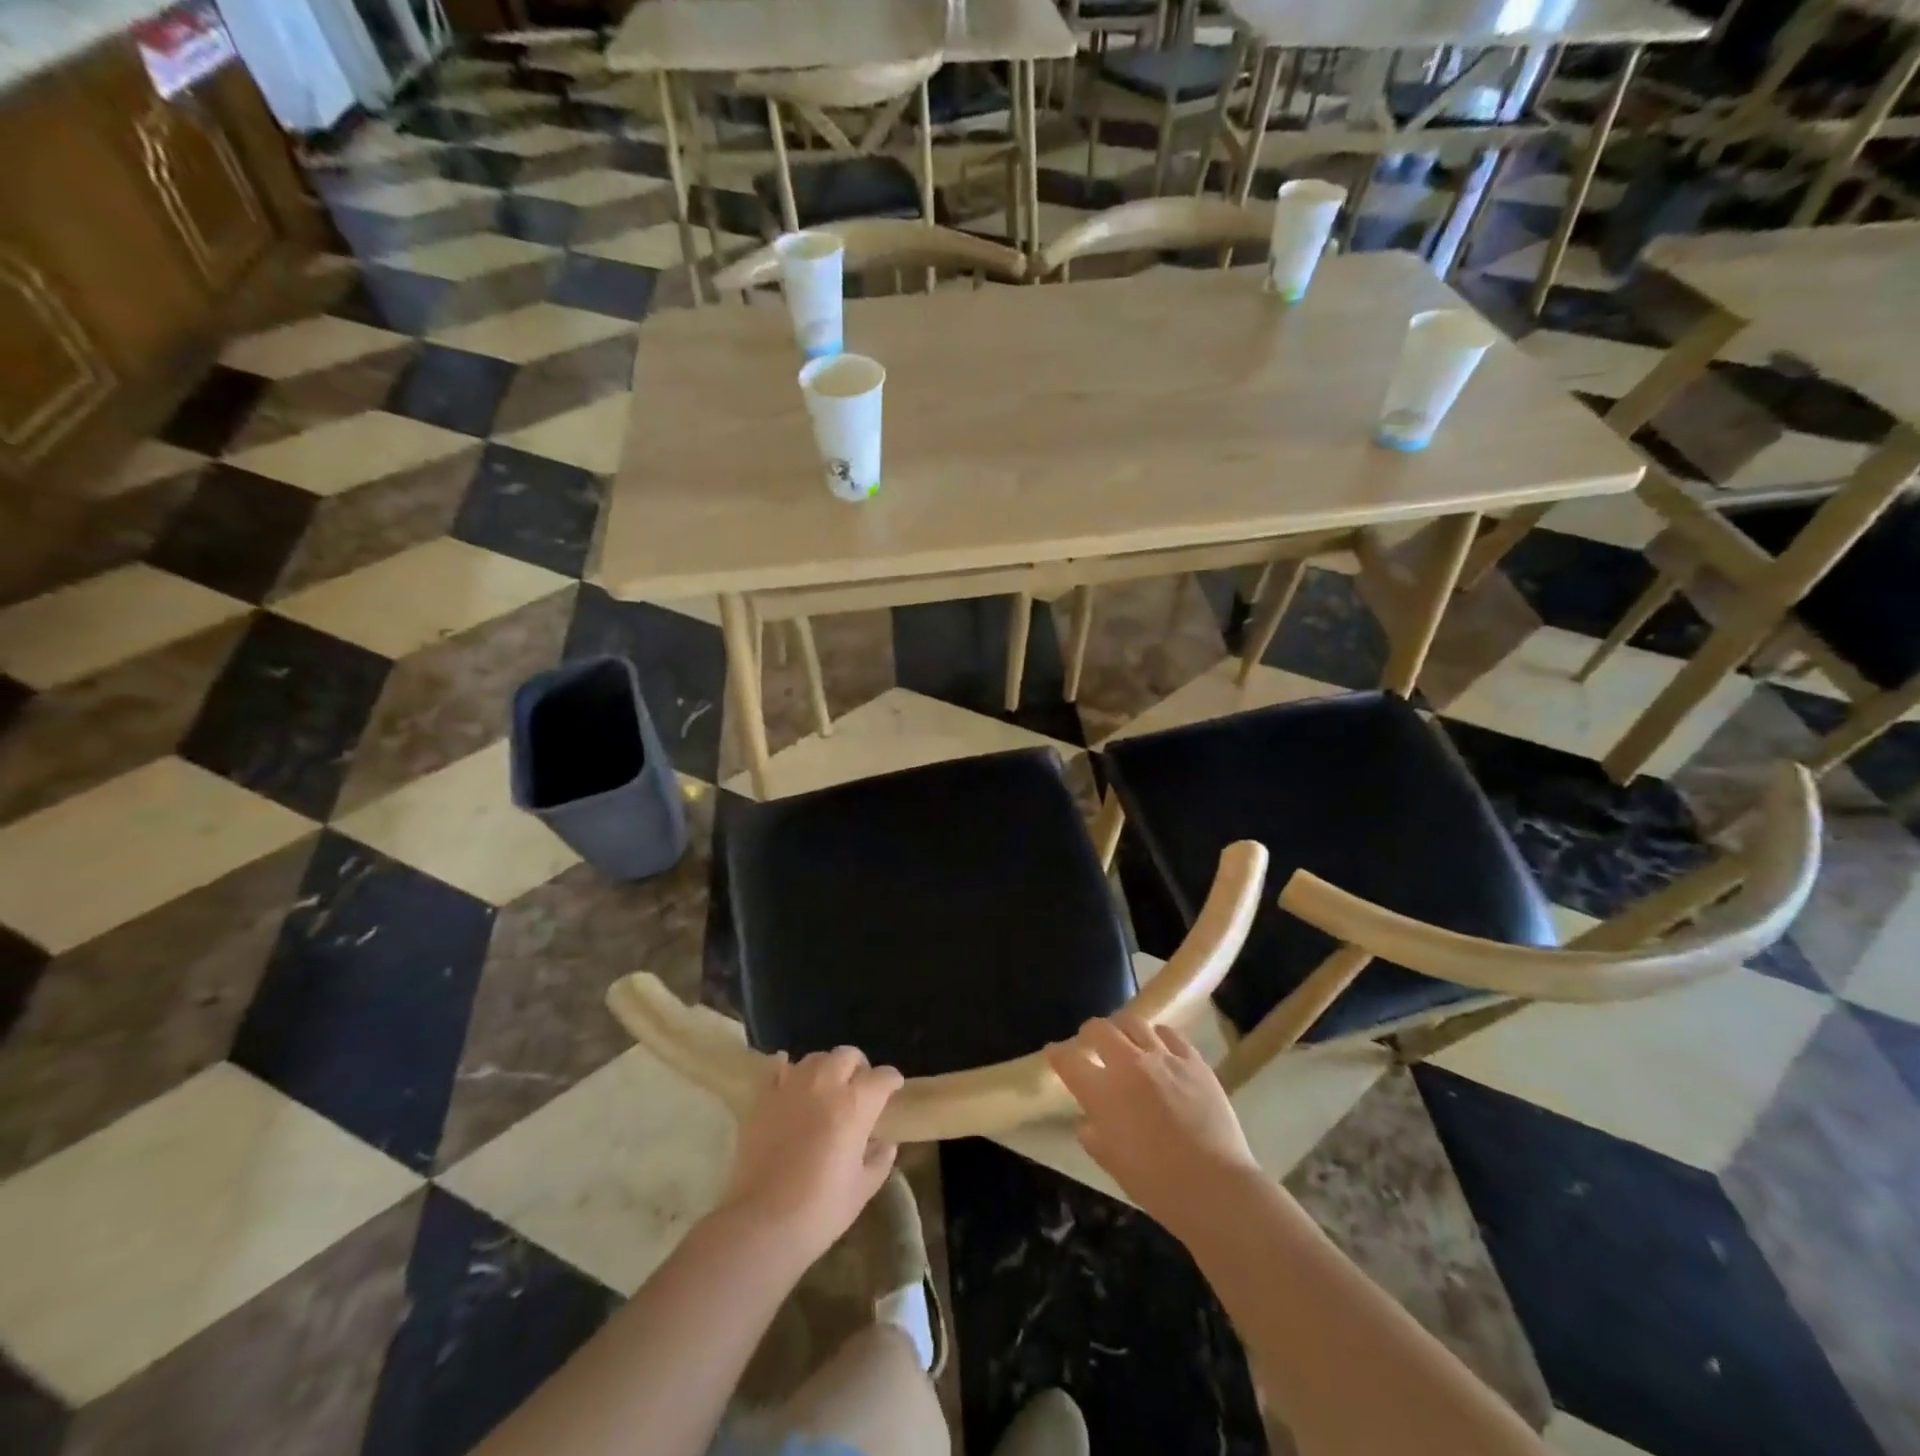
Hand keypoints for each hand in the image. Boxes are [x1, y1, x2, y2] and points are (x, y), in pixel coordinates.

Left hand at [718, 1046, 903, 1267]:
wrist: (763, 1224)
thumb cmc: (820, 1210)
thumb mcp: (862, 1189)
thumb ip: (879, 1160)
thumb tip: (886, 1143)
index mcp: (855, 1106)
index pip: (882, 1077)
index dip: (892, 1080)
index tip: (894, 1088)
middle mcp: (825, 1086)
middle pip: (847, 1055)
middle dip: (859, 1067)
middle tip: (859, 1087)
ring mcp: (791, 1088)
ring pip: (815, 1058)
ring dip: (826, 1067)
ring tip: (826, 1087)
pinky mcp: (763, 1099)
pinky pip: (775, 1068)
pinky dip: (785, 1068)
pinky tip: (789, 1078)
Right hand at [1046, 1015, 1258, 1239]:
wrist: (1213, 1185)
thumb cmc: (1155, 1182)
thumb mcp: (1110, 1162)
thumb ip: (1092, 1134)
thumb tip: (1087, 1119)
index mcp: (1102, 1091)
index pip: (1068, 1061)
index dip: (1057, 1054)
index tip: (1054, 1053)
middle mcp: (1128, 1064)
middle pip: (1099, 1029)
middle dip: (1089, 1032)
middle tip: (1090, 1042)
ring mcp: (1163, 1057)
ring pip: (1134, 1022)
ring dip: (1122, 1028)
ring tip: (1124, 1038)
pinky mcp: (1192, 1060)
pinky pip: (1169, 1034)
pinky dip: (1157, 1036)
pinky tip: (1159, 1046)